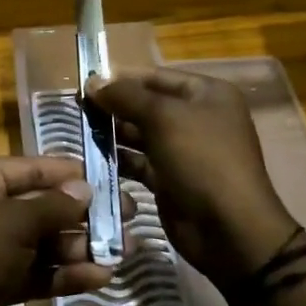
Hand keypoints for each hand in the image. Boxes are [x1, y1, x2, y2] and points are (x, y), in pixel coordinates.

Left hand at [0, 156, 115, 305]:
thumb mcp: (16, 223)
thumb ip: (54, 205)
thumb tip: (84, 190)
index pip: (30, 168)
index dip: (69, 173)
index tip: (109, 177)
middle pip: (41, 205)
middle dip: (84, 216)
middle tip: (128, 217)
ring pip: (42, 241)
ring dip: (80, 247)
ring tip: (125, 253)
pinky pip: (34, 270)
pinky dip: (63, 274)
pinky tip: (100, 279)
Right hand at [88, 68, 297, 287]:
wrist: (229, 229)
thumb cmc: (202, 160)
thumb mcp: (164, 118)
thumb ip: (125, 96)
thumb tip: (92, 82)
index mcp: (206, 94)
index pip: (155, 76)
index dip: (121, 78)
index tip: (85, 83)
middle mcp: (196, 118)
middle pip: (146, 105)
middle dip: (113, 106)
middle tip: (76, 109)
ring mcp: (183, 151)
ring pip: (140, 135)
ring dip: (112, 133)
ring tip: (79, 131)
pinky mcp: (170, 180)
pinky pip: (139, 162)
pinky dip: (118, 159)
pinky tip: (91, 159)